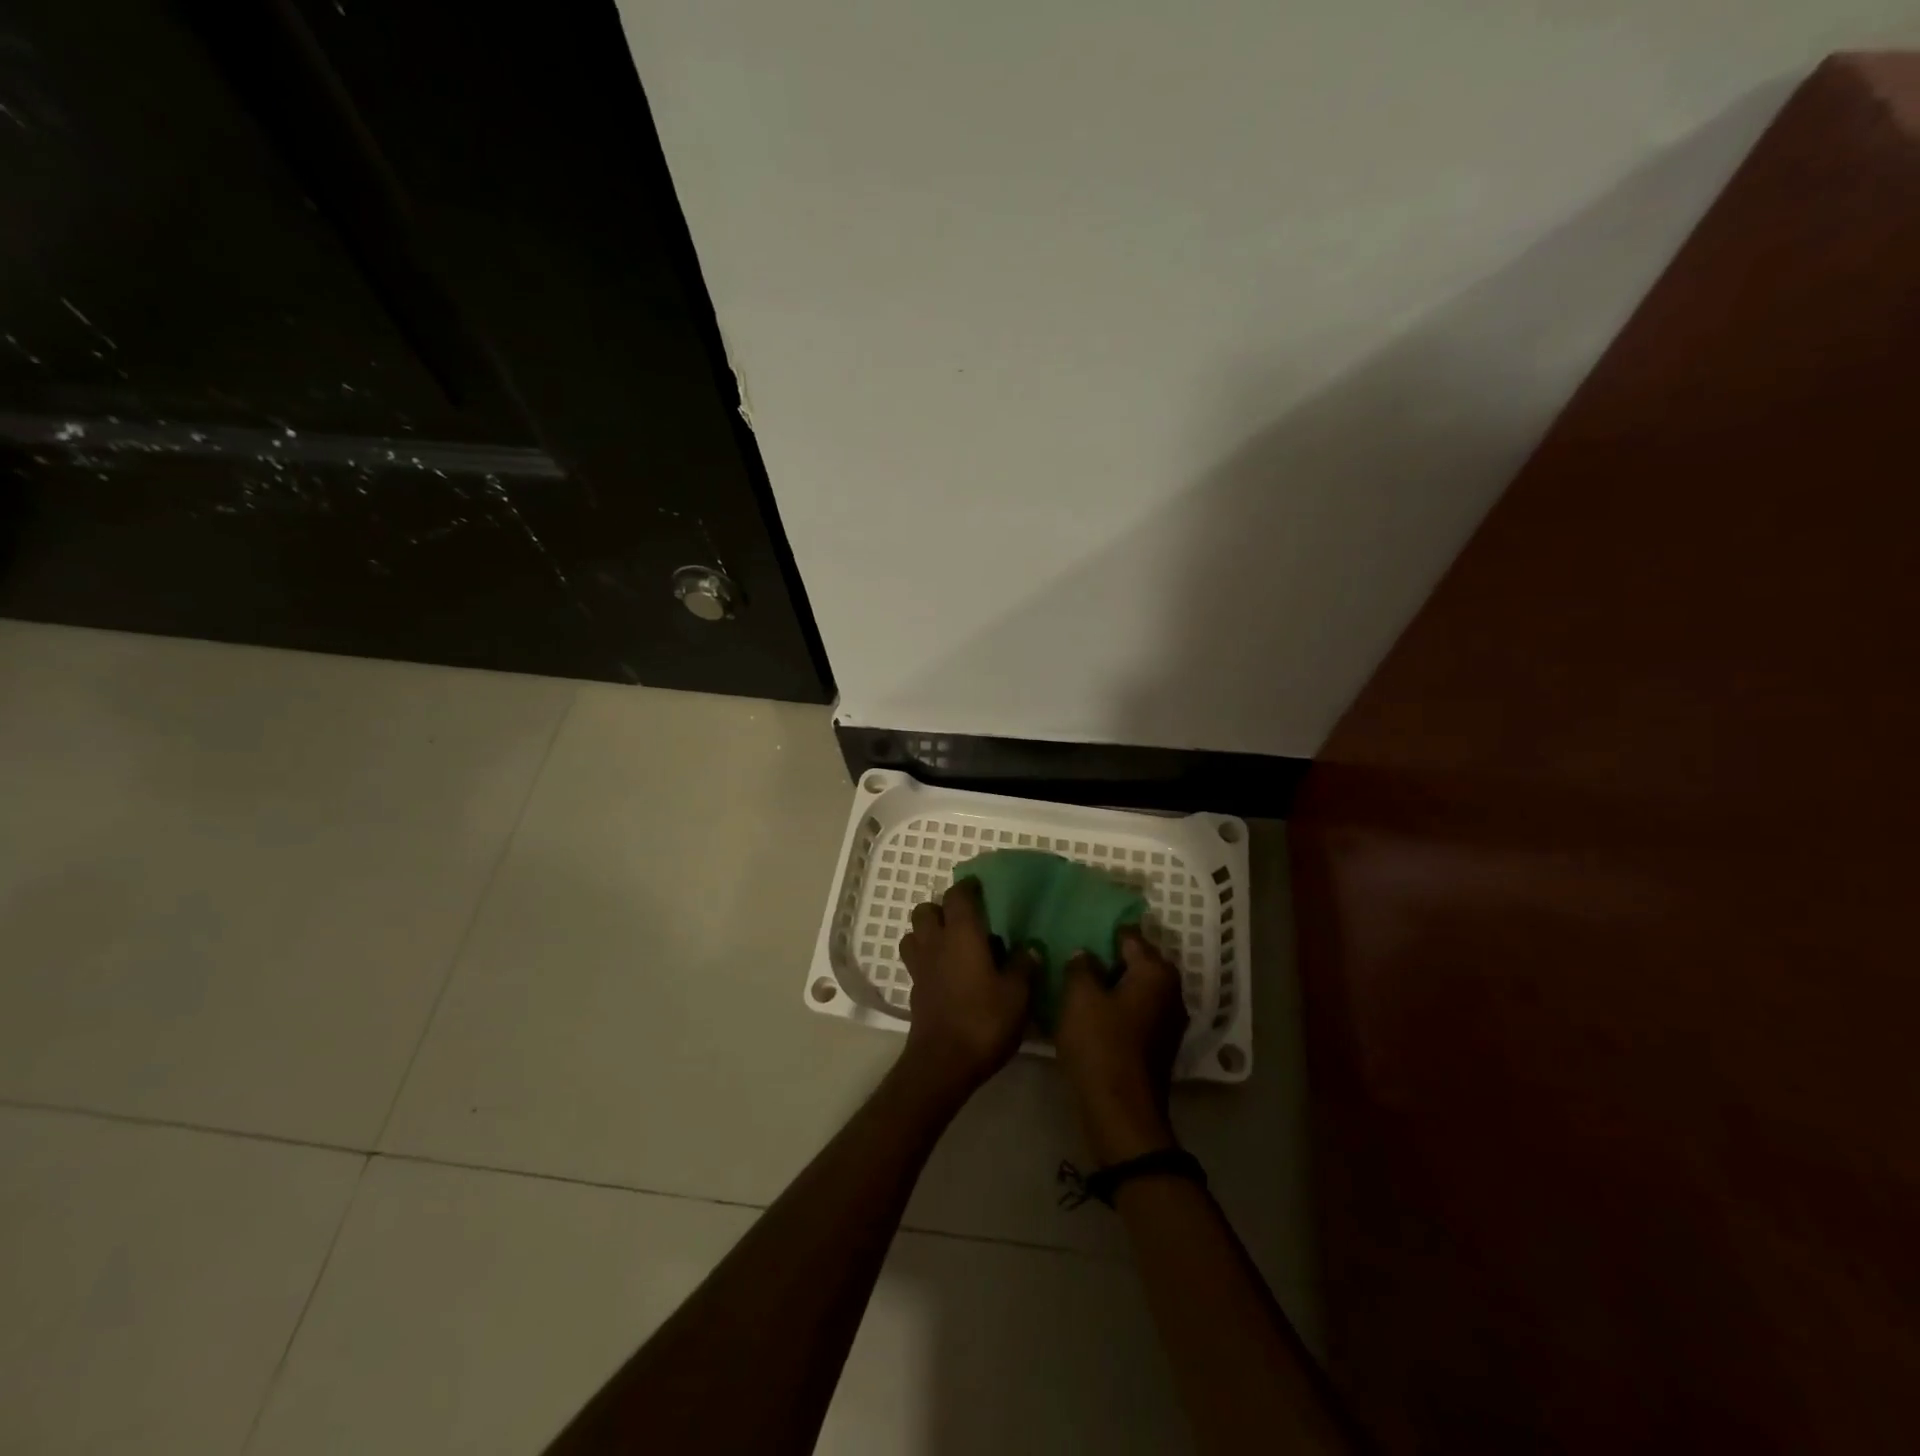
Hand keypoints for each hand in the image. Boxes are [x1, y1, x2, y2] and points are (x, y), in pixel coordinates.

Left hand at [899, 878, 1035, 1098]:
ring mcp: (920, 967)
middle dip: (942, 908)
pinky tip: (948, 974)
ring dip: (928, 932)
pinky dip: (928, 959)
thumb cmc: (984, 1021)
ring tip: (952, 944)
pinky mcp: (914, 990)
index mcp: (962, 935)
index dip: (968, 888)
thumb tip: (1030, 947)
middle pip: (926, 910)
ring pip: (914, 934)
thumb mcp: (1017, 995)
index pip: (958, 896)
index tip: (981, 888)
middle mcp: (936, 943)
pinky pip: (916, 961)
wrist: (943, 1063)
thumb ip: (1023, 966)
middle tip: (965, 919)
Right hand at [1056, 930, 1187, 1164]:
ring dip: (1112, 985)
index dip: (1102, 932)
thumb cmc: (1100, 1045)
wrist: (1121, 1113)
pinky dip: (1118, 1009)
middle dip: (1108, 959)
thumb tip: (1086, 955)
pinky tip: (1092, 1014)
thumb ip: (1081, 966)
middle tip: (1075, 958)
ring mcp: (1169, 1020)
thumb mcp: (1080, 997)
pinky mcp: (1160, 1044)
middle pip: (1136, 962)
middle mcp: (1171, 990)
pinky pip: (1137, 1012)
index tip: (1078, 931)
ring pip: (1136, 988)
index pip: (1128, 936)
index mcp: (1156, 972)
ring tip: (1079, 985)